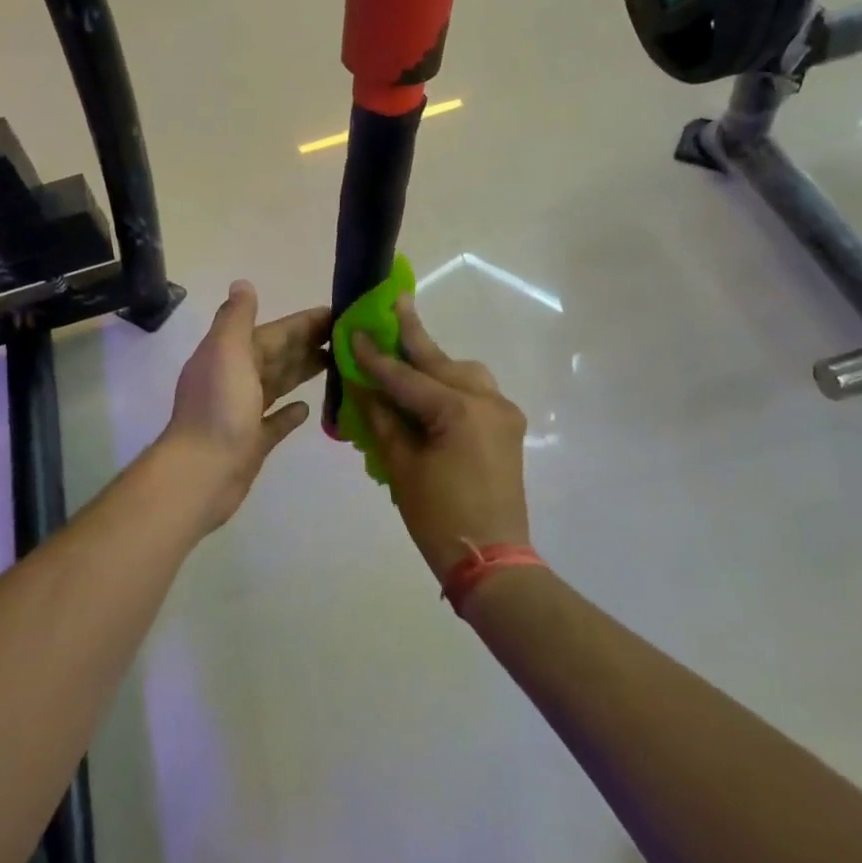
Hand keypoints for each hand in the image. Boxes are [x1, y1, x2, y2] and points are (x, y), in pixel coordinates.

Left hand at [166, 281, 330, 529]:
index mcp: (231, 355)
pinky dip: (290, 412)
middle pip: (278, 355)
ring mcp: (243, 412)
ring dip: (303, 371)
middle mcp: (236, 379)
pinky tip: (308, 408)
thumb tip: (242, 283)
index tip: (337, 314)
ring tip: (336, 363)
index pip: (274, 332)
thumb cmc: (219, 409)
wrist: (201, 473)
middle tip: (348, 338)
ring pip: (279, 383)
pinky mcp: (252, 442)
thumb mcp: (226, 351)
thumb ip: (236, 317)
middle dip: (308, 343)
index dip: (303, 322)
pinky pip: (275, 422)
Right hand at [352, 297, 529, 581]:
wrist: (493, 562)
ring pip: (463, 372)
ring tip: (408, 351)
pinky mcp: (507, 427)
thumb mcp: (401, 467)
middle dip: (413, 334)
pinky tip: (430, 389)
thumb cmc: (438, 517)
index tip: (354, 331)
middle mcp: (487, 400)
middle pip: (441, 361)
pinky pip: (475, 392)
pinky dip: (450, 384)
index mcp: (458, 409)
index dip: (375, 356)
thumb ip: (382, 419)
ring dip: (434, 362)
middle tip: (395, 300)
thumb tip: (363, 386)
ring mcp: (502, 412)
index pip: (406, 376)